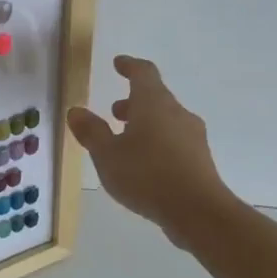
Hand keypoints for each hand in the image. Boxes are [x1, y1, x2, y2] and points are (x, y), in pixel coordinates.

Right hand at [66, 56, 240, 240]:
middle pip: (155, 98)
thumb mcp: (106, 154)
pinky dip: (156, 143)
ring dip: (144, 124)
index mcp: (154, 103)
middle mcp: (177, 114)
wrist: (199, 213)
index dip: (129, 66)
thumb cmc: (147, 175)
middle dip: (133, 102)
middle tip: (113, 112)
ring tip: (124, 141)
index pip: (143, 73)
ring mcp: (193, 137)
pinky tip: (143, 164)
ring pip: (165, 120)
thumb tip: (76, 111)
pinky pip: (174, 141)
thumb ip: (91, 131)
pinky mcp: (200, 160)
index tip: (118, 63)